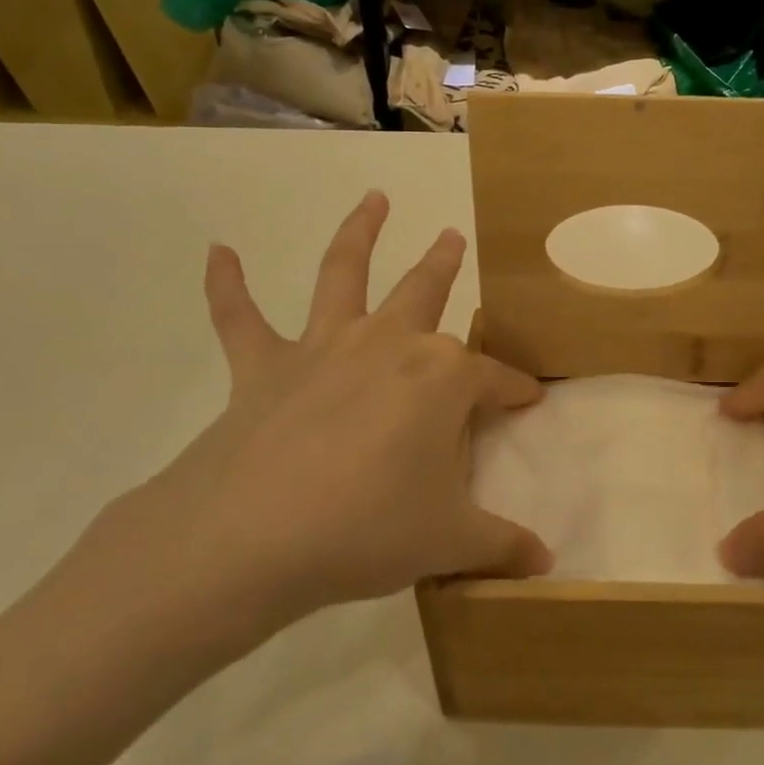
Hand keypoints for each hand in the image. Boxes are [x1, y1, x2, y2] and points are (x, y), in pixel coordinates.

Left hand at [53, 192, 552, 681]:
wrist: (252, 538)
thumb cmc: (368, 530)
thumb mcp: (449, 542)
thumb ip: (501, 546)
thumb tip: (546, 565)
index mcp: (441, 378)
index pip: (495, 379)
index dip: (516, 390)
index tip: (530, 400)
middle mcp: (388, 344)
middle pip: (426, 293)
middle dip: (445, 265)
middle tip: (454, 236)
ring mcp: (323, 347)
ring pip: (344, 273)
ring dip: (359, 232)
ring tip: (373, 199)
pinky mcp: (263, 366)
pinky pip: (240, 317)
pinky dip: (226, 284)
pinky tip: (217, 251)